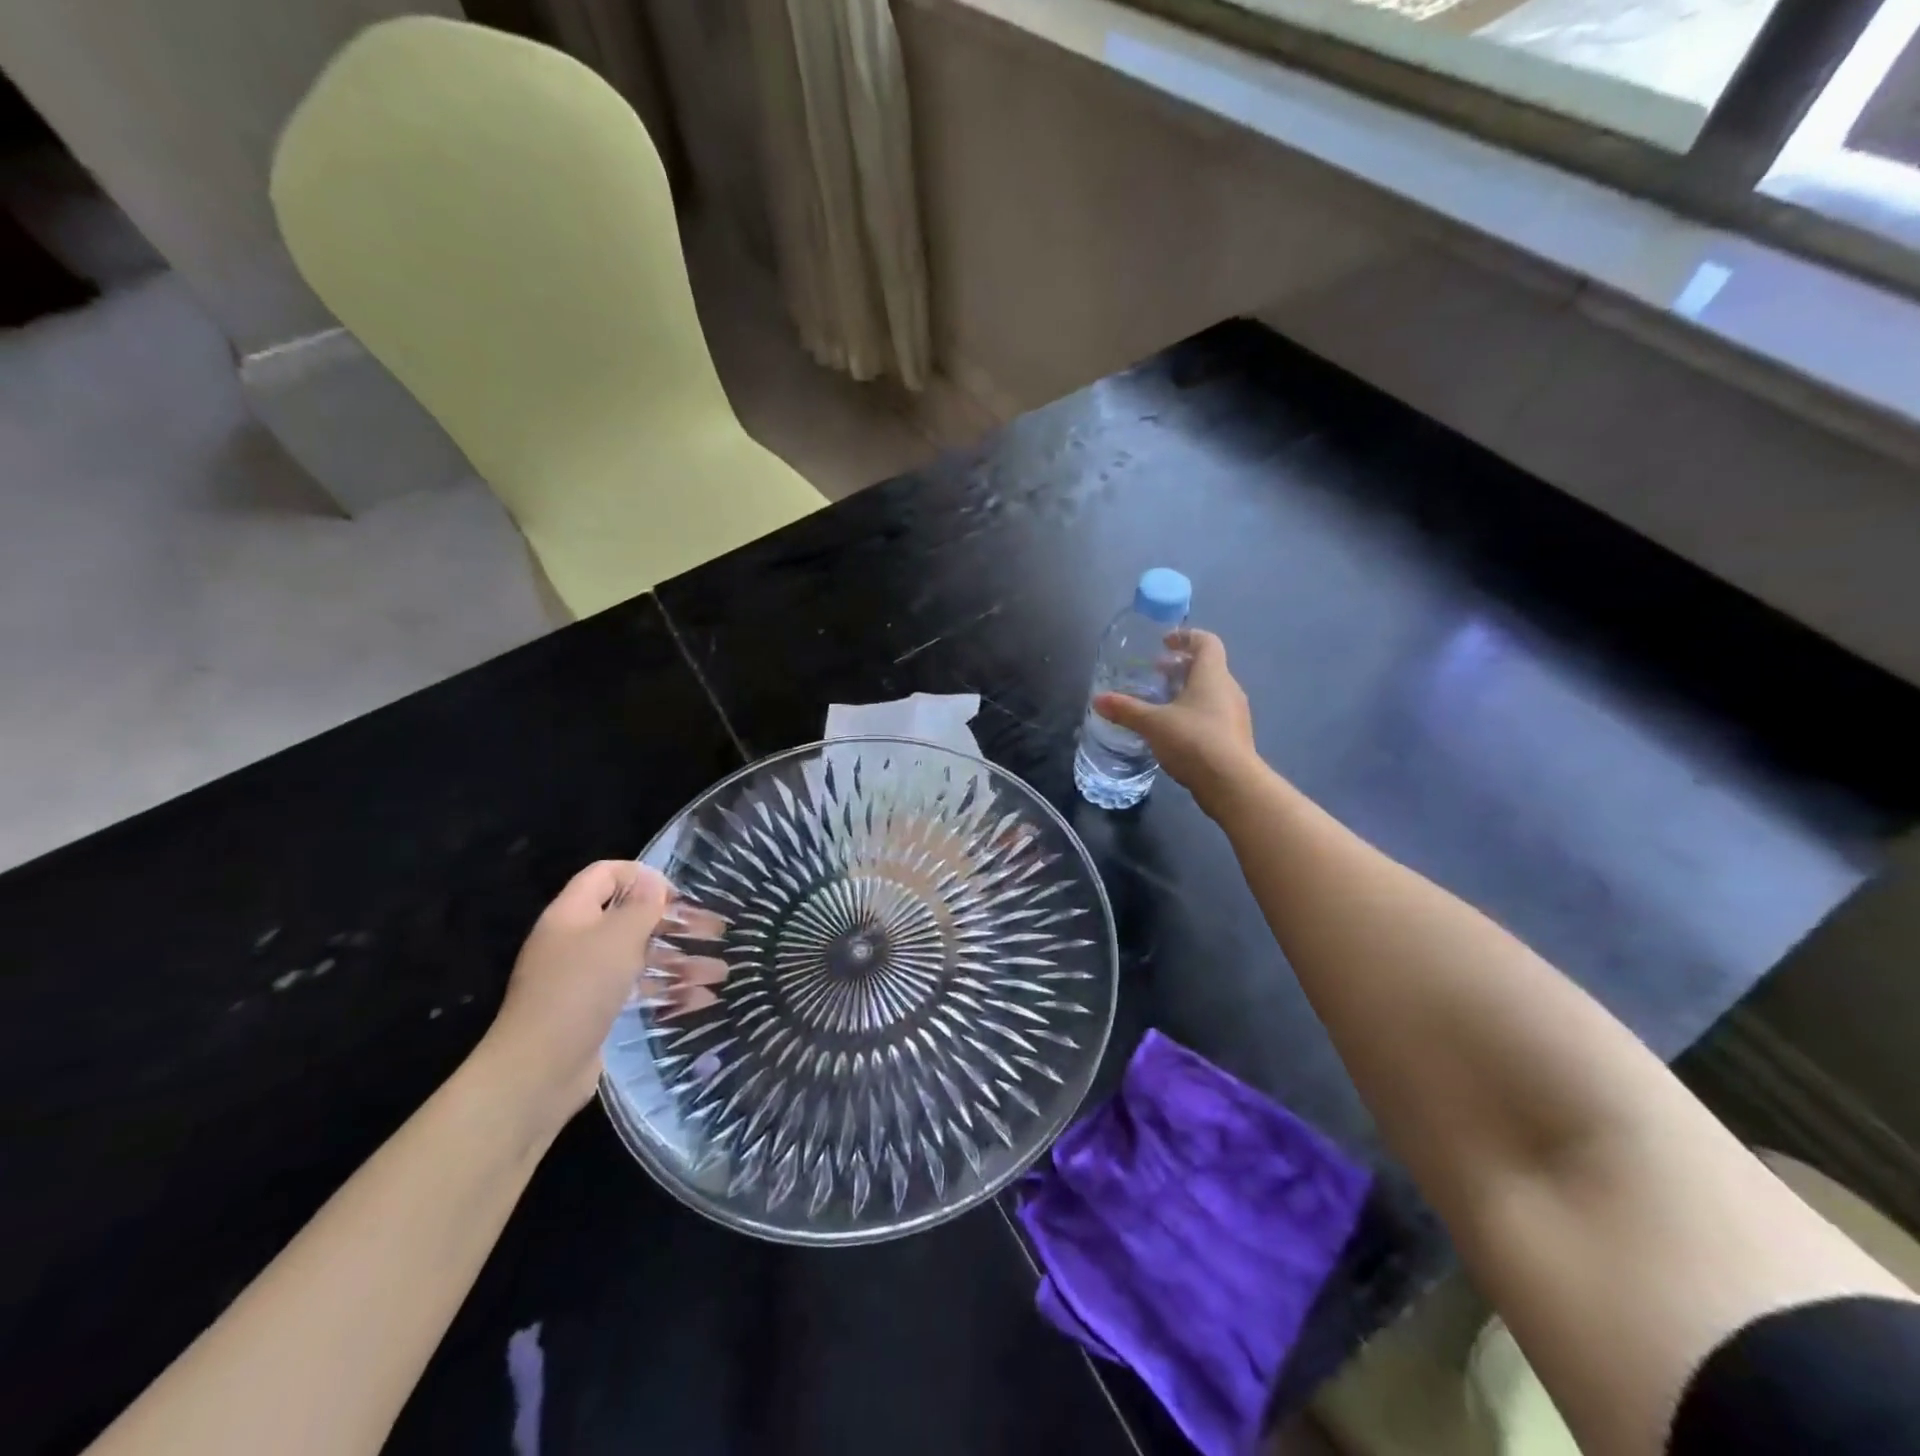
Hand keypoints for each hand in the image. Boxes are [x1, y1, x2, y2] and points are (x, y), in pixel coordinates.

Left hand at [474, 861, 724, 1124]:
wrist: (539, 1070)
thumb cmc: (580, 989)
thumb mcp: (617, 938)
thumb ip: (640, 906)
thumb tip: (652, 882)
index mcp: (573, 914)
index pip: (606, 874)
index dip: (642, 876)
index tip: (677, 895)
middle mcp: (577, 941)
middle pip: (631, 918)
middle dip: (675, 923)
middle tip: (716, 931)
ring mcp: (585, 978)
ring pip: (640, 957)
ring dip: (680, 960)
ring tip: (720, 972)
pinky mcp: (596, 1010)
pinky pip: (636, 990)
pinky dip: (667, 991)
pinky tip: (700, 999)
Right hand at [1093, 629, 1257, 813]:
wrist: (1231, 783)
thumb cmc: (1194, 741)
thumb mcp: (1153, 724)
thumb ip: (1126, 710)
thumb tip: (1098, 699)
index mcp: (1212, 675)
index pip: (1206, 642)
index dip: (1186, 637)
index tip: (1164, 642)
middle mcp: (1228, 689)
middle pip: (1207, 667)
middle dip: (1180, 668)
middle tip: (1155, 674)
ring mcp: (1235, 714)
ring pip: (1210, 692)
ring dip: (1187, 691)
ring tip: (1160, 703)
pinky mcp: (1234, 737)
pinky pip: (1213, 714)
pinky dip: (1193, 713)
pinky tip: (1174, 731)